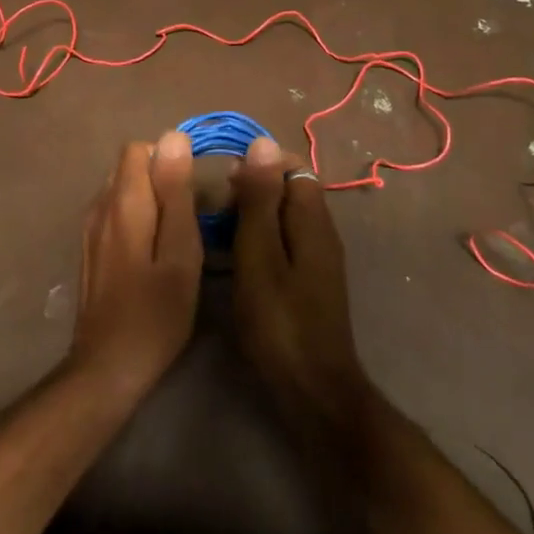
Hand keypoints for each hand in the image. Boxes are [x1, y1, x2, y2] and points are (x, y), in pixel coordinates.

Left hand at [72, 133, 203, 399]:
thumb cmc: (156, 312)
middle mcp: (100, 206)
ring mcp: (90, 229)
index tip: (194, 190)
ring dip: (150, 199)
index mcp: (123, 202)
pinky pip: (115, 213)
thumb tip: (174, 137)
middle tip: (191, 216)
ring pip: (122, 190)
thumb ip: (176, 193)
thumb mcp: (180, 252)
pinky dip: (137, 218)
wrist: (108, 366)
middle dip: (161, 178)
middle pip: (129, 167)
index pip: (139, 149)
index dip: (169, 159)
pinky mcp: (90, 249)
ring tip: (175, 235)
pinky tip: (153, 251)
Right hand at [230, 137, 371, 428]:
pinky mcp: (308, 282)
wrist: (312, 391)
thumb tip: (262, 142)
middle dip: (251, 189)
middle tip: (213, 207)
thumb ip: (261, 200)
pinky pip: (282, 243)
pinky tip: (232, 257)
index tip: (223, 178)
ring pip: (283, 218)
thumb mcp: (260, 255)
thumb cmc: (279, 321)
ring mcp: (317, 259)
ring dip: (252, 215)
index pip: (292, 167)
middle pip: (288, 190)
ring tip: (215, 229)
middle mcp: (321, 232)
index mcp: (312, 220)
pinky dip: (258, 240)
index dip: (258, 164)